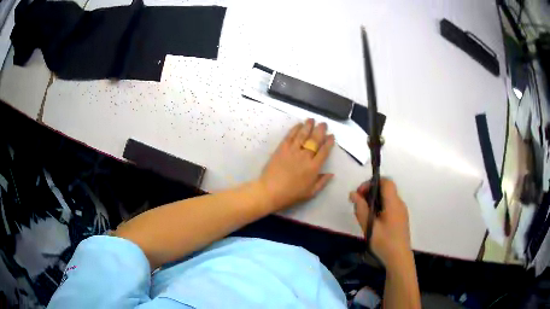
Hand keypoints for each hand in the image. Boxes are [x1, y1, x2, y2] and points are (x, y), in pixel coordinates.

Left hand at [259, 119, 334, 210]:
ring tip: (312, 119)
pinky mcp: (282, 148)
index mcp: (314, 167)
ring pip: (303, 135)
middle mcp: (305, 156)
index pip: (324, 151)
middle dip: (320, 130)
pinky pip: (290, 136)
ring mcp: (293, 151)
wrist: (270, 191)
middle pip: (315, 140)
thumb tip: (331, 173)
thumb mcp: (310, 193)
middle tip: (323, 124)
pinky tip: (299, 125)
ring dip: (308, 126)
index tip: (332, 136)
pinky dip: (295, 129)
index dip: (329, 142)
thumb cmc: (291, 194)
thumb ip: (322, 182)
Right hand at [350, 179, 411, 266]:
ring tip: (363, 214)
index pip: (386, 181)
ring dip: (374, 200)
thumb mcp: (370, 227)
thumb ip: (361, 209)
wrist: (399, 258)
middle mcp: (399, 204)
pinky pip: (389, 206)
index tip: (360, 193)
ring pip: (387, 198)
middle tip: (358, 204)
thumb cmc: (384, 242)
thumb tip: (353, 194)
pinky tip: (372, 220)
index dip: (372, 183)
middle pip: (386, 189)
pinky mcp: (400, 218)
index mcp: (393, 203)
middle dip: (370, 192)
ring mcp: (401, 211)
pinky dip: (379, 207)